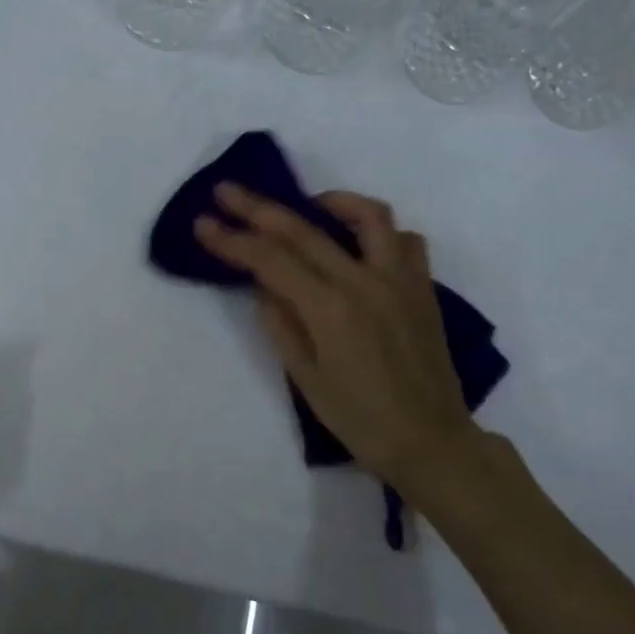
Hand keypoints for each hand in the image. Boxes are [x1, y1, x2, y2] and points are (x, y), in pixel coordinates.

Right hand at [195, 183, 495, 509]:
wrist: (431, 441)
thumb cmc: (360, 419)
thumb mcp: (306, 378)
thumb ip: (281, 324)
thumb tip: (265, 287)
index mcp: (330, 309)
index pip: (270, 259)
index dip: (232, 239)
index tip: (202, 223)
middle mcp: (364, 282)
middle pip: (303, 229)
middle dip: (258, 208)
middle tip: (227, 191)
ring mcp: (399, 280)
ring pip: (369, 215)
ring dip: (331, 201)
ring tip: (308, 206)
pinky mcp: (422, 288)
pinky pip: (404, 241)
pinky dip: (378, 232)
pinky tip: (358, 245)